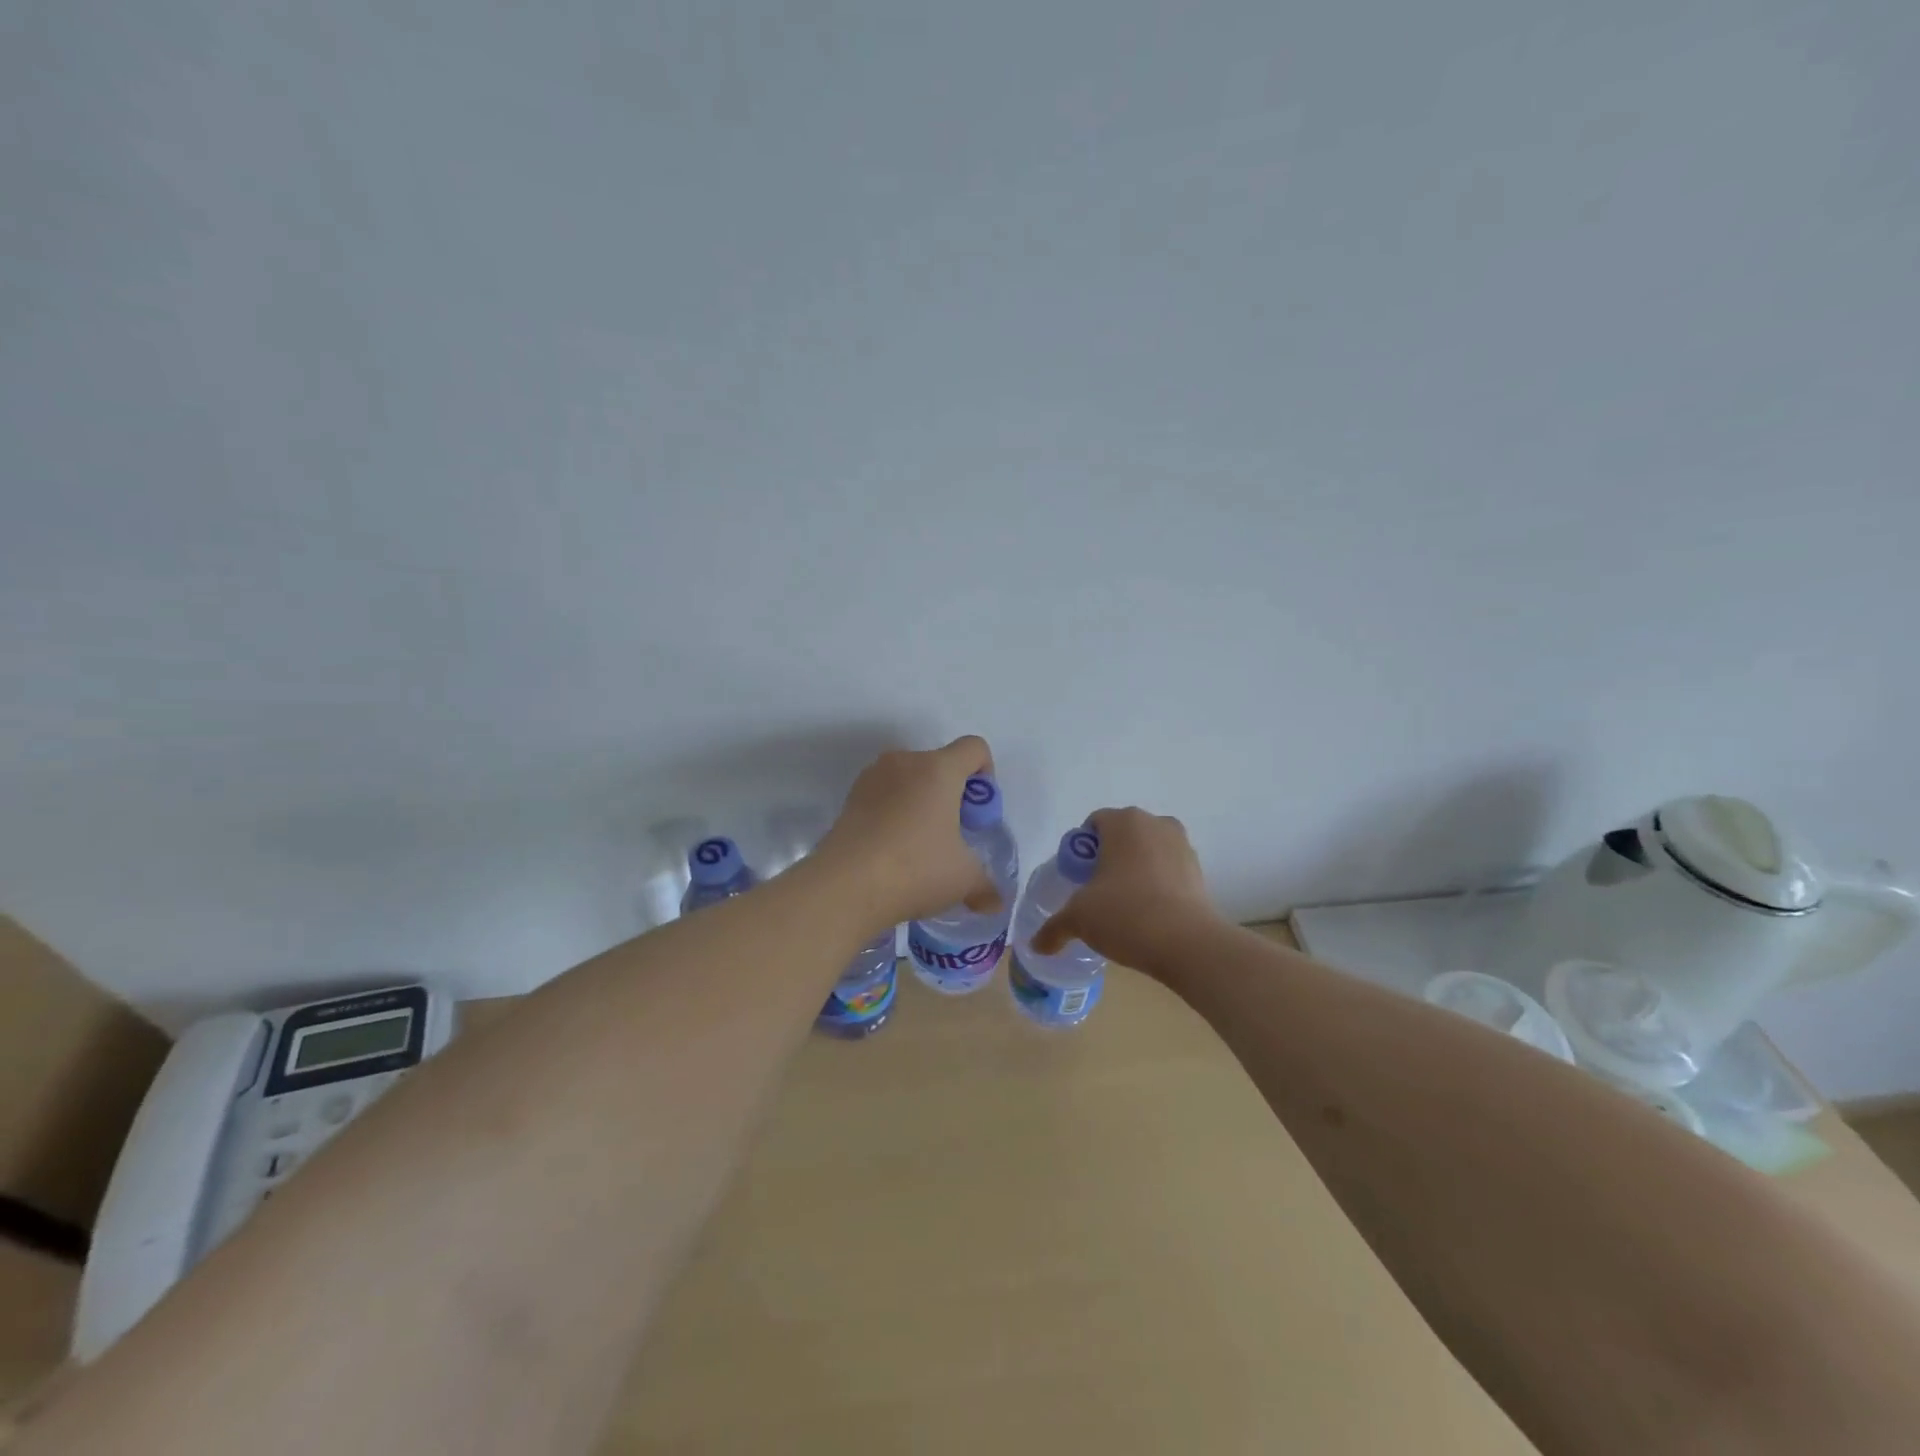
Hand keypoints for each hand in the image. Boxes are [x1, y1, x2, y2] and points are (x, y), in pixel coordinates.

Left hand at [813, 736, 1000, 928]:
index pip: (974, 748)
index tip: (977, 813)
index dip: (985, 774)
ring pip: (909, 779)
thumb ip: (986, 885)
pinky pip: (884, 795)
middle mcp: (905, 762)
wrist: (845, 886)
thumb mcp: (964, 879)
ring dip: (920, 803)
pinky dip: (894, 813)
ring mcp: (872, 777)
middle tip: (951, 836)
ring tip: (919, 845)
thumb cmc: (915, 869)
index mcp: (939, 769)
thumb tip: (995, 902)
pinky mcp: (850, 798)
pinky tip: (892, 850)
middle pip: (940, 764)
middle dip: (951, 794)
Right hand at [1030, 807, 1218, 969]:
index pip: (1093, 824)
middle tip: (1097, 892)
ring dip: (1136, 870)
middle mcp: (1155, 823)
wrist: (1187, 944)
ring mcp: (1182, 845)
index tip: (1078, 879)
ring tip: (1125, 905)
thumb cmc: (1125, 914)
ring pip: (1148, 851)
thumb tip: (1037, 945)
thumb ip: (1055, 927)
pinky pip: (1169, 870)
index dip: (1081, 851)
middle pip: (1122, 835)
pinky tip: (1150, 913)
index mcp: (1123, 822)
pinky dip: (1158, 884)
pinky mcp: (1200, 871)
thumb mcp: (1079, 919)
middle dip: (1109, 858)